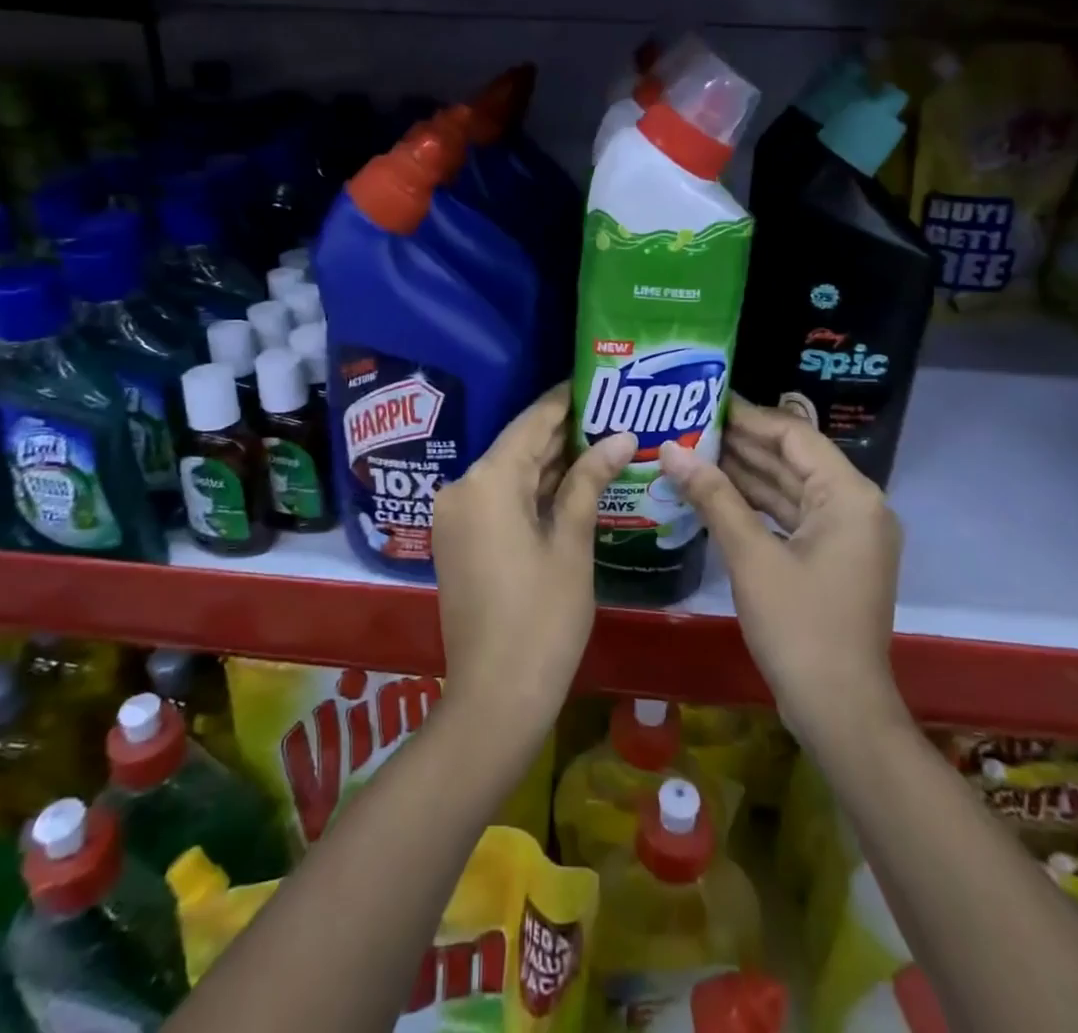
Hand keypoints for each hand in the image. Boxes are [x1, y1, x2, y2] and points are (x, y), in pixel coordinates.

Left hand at [430, 383, 636, 736]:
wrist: (495, 696)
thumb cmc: (543, 618)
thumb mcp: (572, 544)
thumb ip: (590, 481)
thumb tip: (621, 437)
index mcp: (487, 482)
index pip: (531, 423)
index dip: (563, 401)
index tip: (595, 380)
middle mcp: (462, 488)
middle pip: (518, 446)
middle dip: (563, 432)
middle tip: (610, 411)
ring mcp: (456, 516)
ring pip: (510, 473)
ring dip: (551, 462)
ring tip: (601, 440)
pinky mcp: (460, 539)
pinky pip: (499, 498)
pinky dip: (533, 490)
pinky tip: (572, 482)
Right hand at [659, 399, 905, 740]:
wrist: (839, 710)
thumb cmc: (799, 626)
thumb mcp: (751, 556)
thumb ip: (713, 496)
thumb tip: (671, 450)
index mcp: (849, 495)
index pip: (795, 435)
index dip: (749, 417)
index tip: (705, 402)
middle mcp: (856, 506)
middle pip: (794, 460)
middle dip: (742, 445)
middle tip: (690, 426)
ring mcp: (847, 535)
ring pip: (791, 489)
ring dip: (747, 474)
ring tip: (694, 453)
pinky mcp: (834, 558)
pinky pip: (793, 517)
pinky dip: (758, 506)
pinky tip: (716, 495)